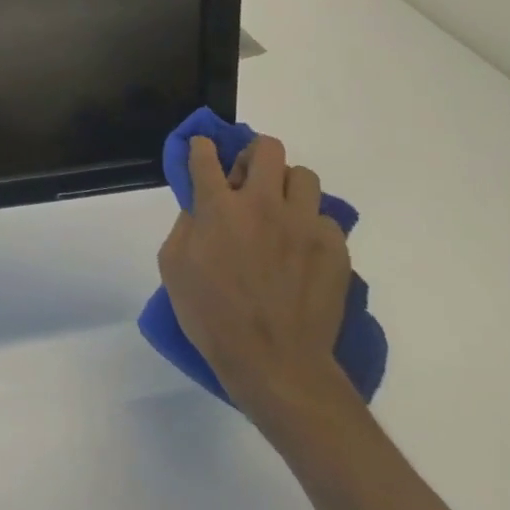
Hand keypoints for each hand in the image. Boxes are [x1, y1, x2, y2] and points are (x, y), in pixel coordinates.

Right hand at [156, 134, 354, 429]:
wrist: (274, 361)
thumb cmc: (210, 314)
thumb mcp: (174, 265)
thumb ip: (186, 225)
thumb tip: (200, 207)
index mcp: (219, 207)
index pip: (206, 155)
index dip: (201, 147)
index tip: (201, 151)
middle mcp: (264, 205)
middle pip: (268, 149)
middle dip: (253, 155)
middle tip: (245, 180)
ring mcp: (304, 225)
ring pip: (304, 176)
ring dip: (286, 186)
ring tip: (278, 212)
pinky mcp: (335, 248)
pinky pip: (325, 218)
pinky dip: (309, 225)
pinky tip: (299, 250)